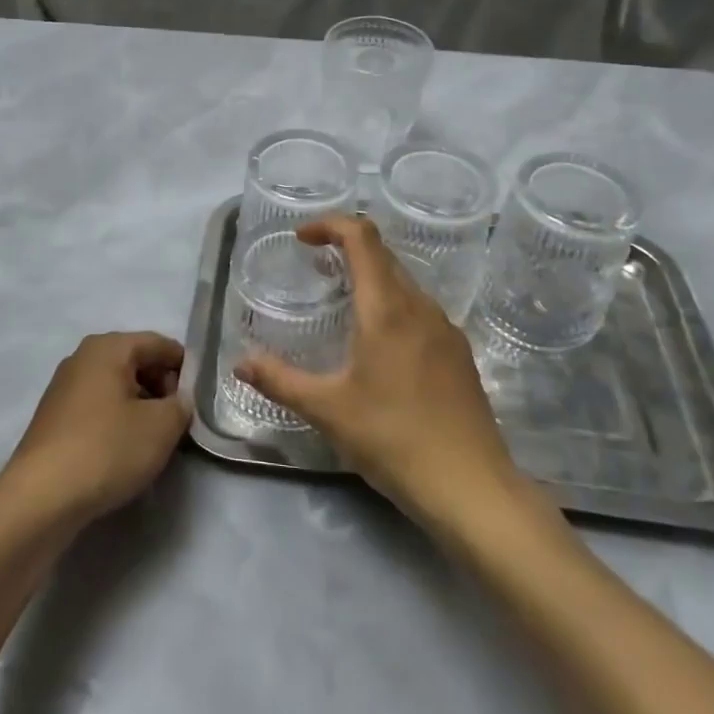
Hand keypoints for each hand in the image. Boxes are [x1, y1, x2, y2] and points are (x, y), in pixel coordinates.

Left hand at [5, 331, 190, 524]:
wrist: (41, 497)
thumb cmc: (107, 449)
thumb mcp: (162, 426)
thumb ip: (182, 405)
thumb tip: (179, 401)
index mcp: (108, 346)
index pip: (160, 344)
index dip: (186, 368)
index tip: (201, 399)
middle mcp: (83, 357)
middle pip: (137, 362)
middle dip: (163, 388)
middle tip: (179, 422)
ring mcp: (64, 387)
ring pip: (117, 387)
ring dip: (141, 407)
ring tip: (155, 441)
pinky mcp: (55, 418)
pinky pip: (98, 408)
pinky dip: (117, 421)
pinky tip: (124, 452)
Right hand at [236, 217, 525, 526]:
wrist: (472, 488)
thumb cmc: (393, 439)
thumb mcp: (327, 410)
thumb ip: (280, 380)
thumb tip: (241, 363)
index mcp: (388, 309)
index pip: (362, 237)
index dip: (330, 224)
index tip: (301, 239)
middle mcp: (421, 308)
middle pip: (383, 256)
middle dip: (346, 250)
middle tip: (314, 269)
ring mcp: (446, 330)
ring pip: (404, 284)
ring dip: (370, 279)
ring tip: (341, 305)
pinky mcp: (459, 355)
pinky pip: (419, 311)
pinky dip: (391, 306)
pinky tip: (378, 346)